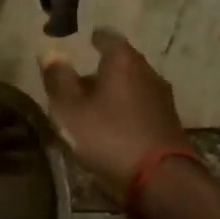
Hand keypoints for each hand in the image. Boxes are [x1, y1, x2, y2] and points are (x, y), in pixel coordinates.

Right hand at [39, 28, 194, 199]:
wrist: (160, 180)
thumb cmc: (108, 136)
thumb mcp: (70, 109)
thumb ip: (58, 79)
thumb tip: (50, 54)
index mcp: (123, 62)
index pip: (109, 38)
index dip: (95, 38)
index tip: (86, 40)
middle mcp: (148, 73)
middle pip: (123, 63)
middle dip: (103, 69)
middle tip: (81, 79)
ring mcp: (162, 99)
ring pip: (133, 86)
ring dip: (115, 92)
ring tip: (94, 105)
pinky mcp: (169, 124)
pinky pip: (141, 108)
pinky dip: (126, 111)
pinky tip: (114, 126)